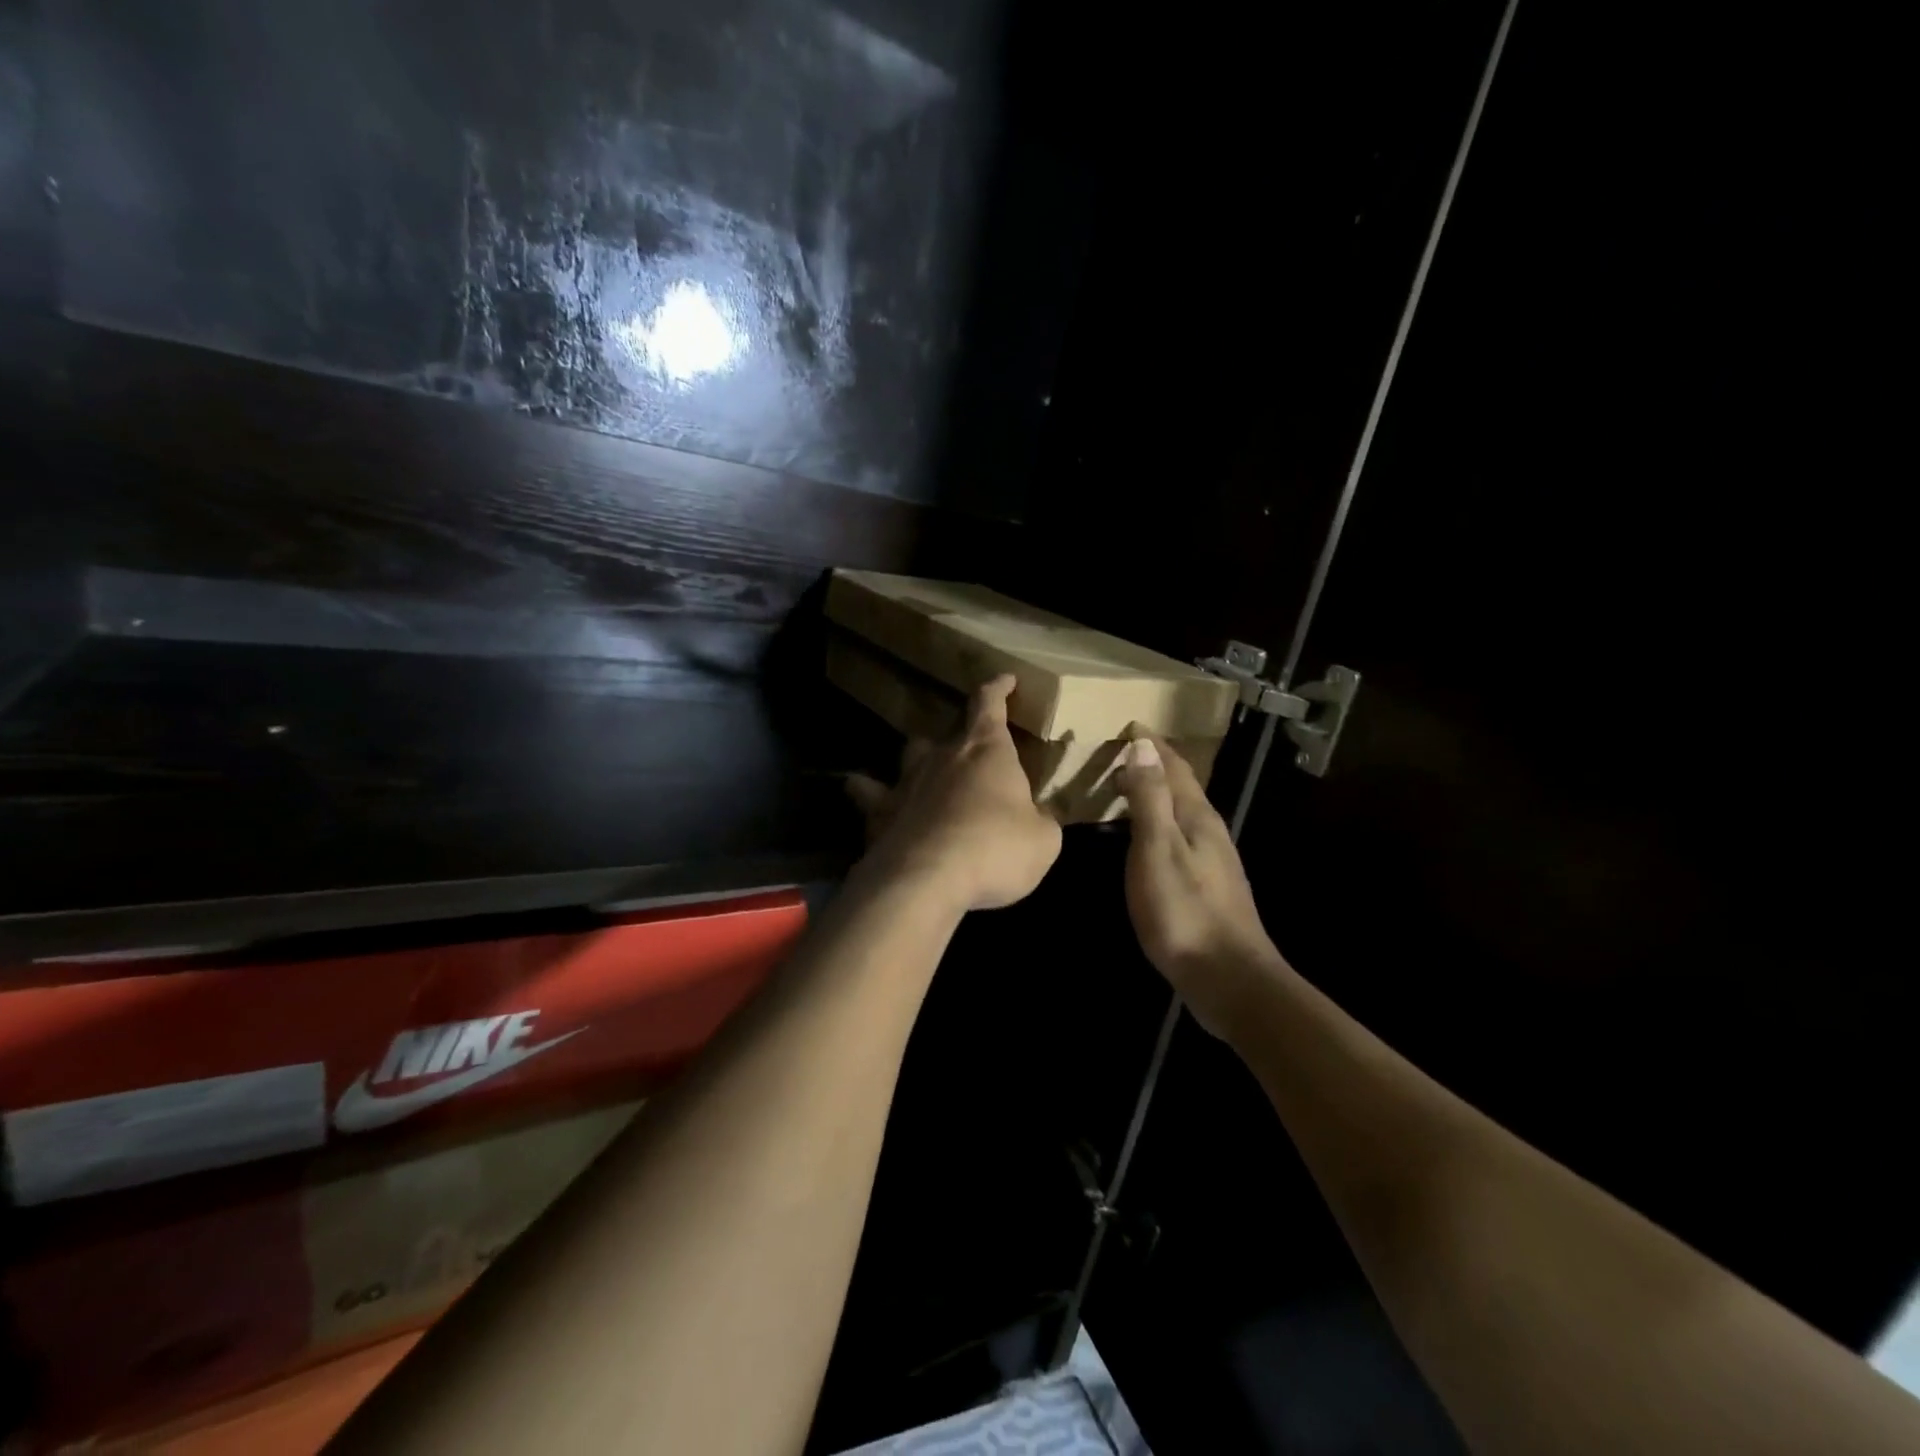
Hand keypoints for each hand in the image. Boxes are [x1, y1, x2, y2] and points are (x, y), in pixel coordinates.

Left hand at [846, 676, 1062, 913]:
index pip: (990, 704)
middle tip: (974, 756)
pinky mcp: (878, 812)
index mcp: (987, 751)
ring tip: (926, 773)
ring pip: (910, 754)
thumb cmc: (994, 850)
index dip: (998, 689)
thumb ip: (1041, 822)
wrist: (925, 879)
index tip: (1005, 680)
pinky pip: (868, 793)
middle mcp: (943, 756)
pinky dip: (868, 793)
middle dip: (963, 739)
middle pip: (950, 732)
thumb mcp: (1042, 841)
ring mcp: (906, 781)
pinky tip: (868, 800)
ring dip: (920, 759)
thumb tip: (1037, 818)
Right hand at [1116, 731, 1285, 1037]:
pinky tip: (1147, 837)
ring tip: (1127, 787)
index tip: (1130, 724)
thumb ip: (1150, 799)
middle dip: (1154, 764)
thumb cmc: (1184, 912)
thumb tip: (1144, 747)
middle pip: (1181, 786)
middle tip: (1120, 753)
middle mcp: (1209, 831)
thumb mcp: (1157, 850)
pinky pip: (1180, 835)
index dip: (1152, 745)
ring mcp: (1212, 859)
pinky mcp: (1208, 884)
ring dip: (1156, 793)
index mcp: (1197, 817)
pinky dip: (1159, 821)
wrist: (1228, 977)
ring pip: (1181, 811)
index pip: (1174, 767)